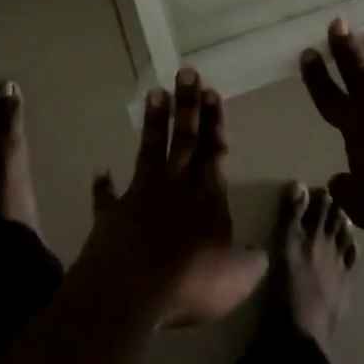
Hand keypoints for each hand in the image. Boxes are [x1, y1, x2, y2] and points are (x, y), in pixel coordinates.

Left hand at [88, 68, 266, 325]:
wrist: (130, 291)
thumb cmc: (191, 281)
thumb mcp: (237, 278)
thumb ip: (251, 262)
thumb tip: (263, 253)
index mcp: (207, 197)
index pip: (214, 150)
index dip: (214, 122)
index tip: (212, 91)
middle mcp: (175, 187)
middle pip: (184, 139)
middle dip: (188, 106)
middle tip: (187, 72)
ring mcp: (140, 198)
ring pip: (150, 151)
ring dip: (154, 124)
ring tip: (155, 92)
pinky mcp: (111, 216)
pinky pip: (107, 198)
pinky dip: (103, 186)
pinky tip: (100, 172)